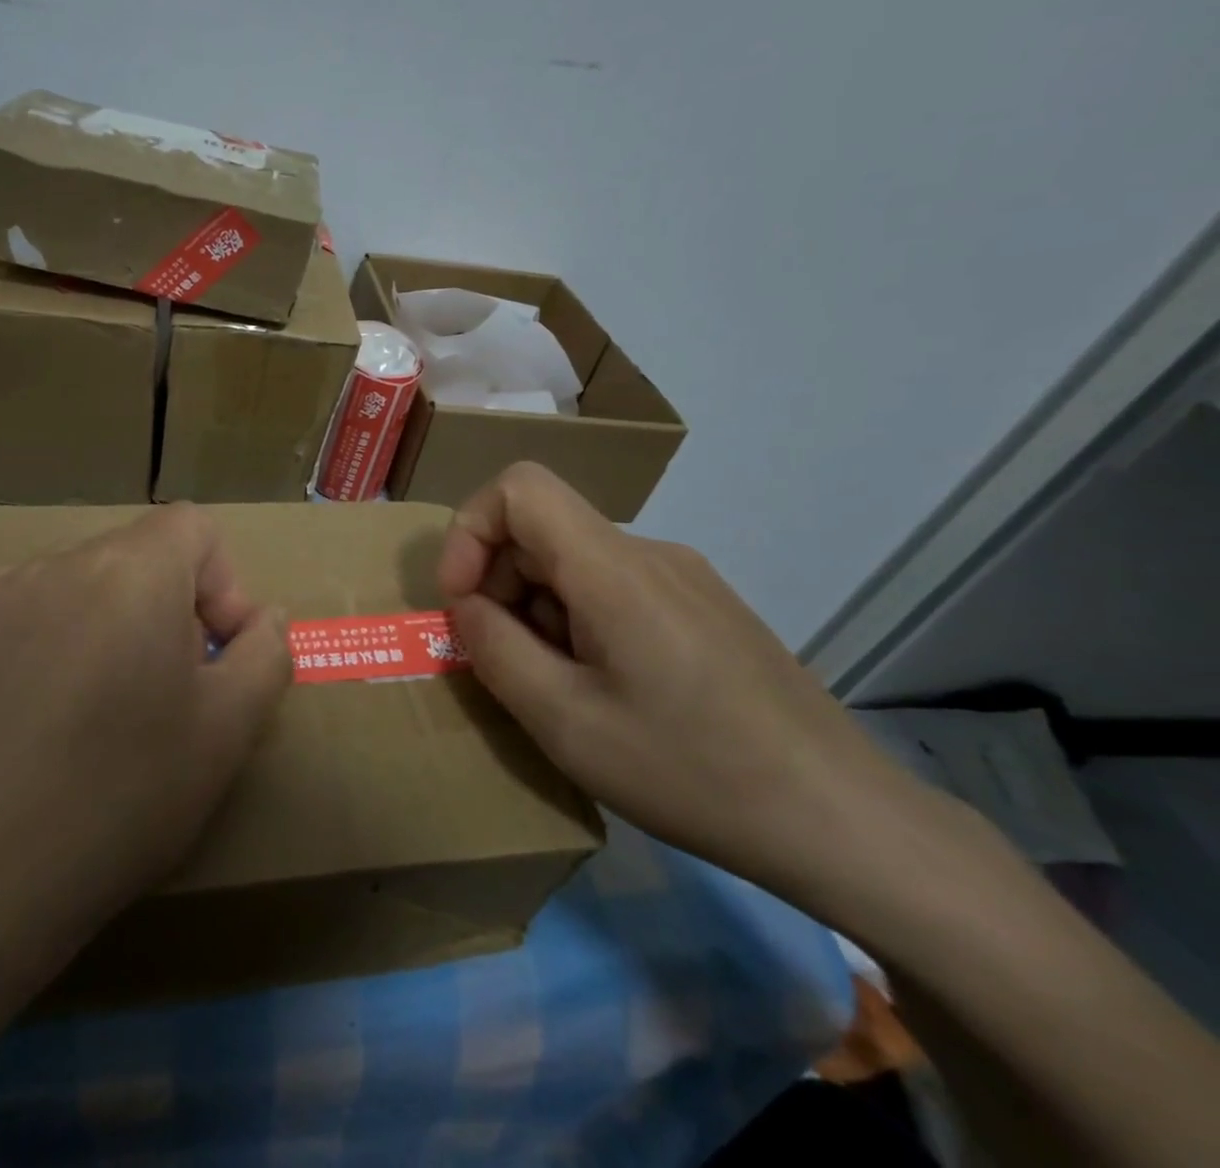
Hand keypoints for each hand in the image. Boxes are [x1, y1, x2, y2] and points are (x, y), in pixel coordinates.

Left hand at [0, 504, 292, 950]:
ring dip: (105, 626)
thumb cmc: (118, 799)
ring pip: (78, 585)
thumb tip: (261, 617)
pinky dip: (47, 644)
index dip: (221, 583)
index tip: (213, 655)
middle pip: (135, 556)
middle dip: (165, 610)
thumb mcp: (228, 732)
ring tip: (92, 714)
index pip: (192, 527)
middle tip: (160, 695)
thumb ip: (266, 654)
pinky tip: (32, 721)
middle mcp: (58, 563)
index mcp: (132, 572)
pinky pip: (22, 614)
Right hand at [437, 462, 921, 903]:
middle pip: (543, 530)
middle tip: (506, 665)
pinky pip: (615, 590)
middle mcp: (649, 553)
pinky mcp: (706, 608)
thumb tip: (467, 607)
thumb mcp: (566, 723)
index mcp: (612, 567)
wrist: (845, 820)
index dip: (470, 531)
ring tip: (560, 692)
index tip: (462, 601)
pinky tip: (608, 693)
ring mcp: (684, 578)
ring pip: (576, 564)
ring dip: (540, 613)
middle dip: (500, 587)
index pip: (518, 487)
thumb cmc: (692, 770)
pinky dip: (580, 624)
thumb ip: (496, 650)